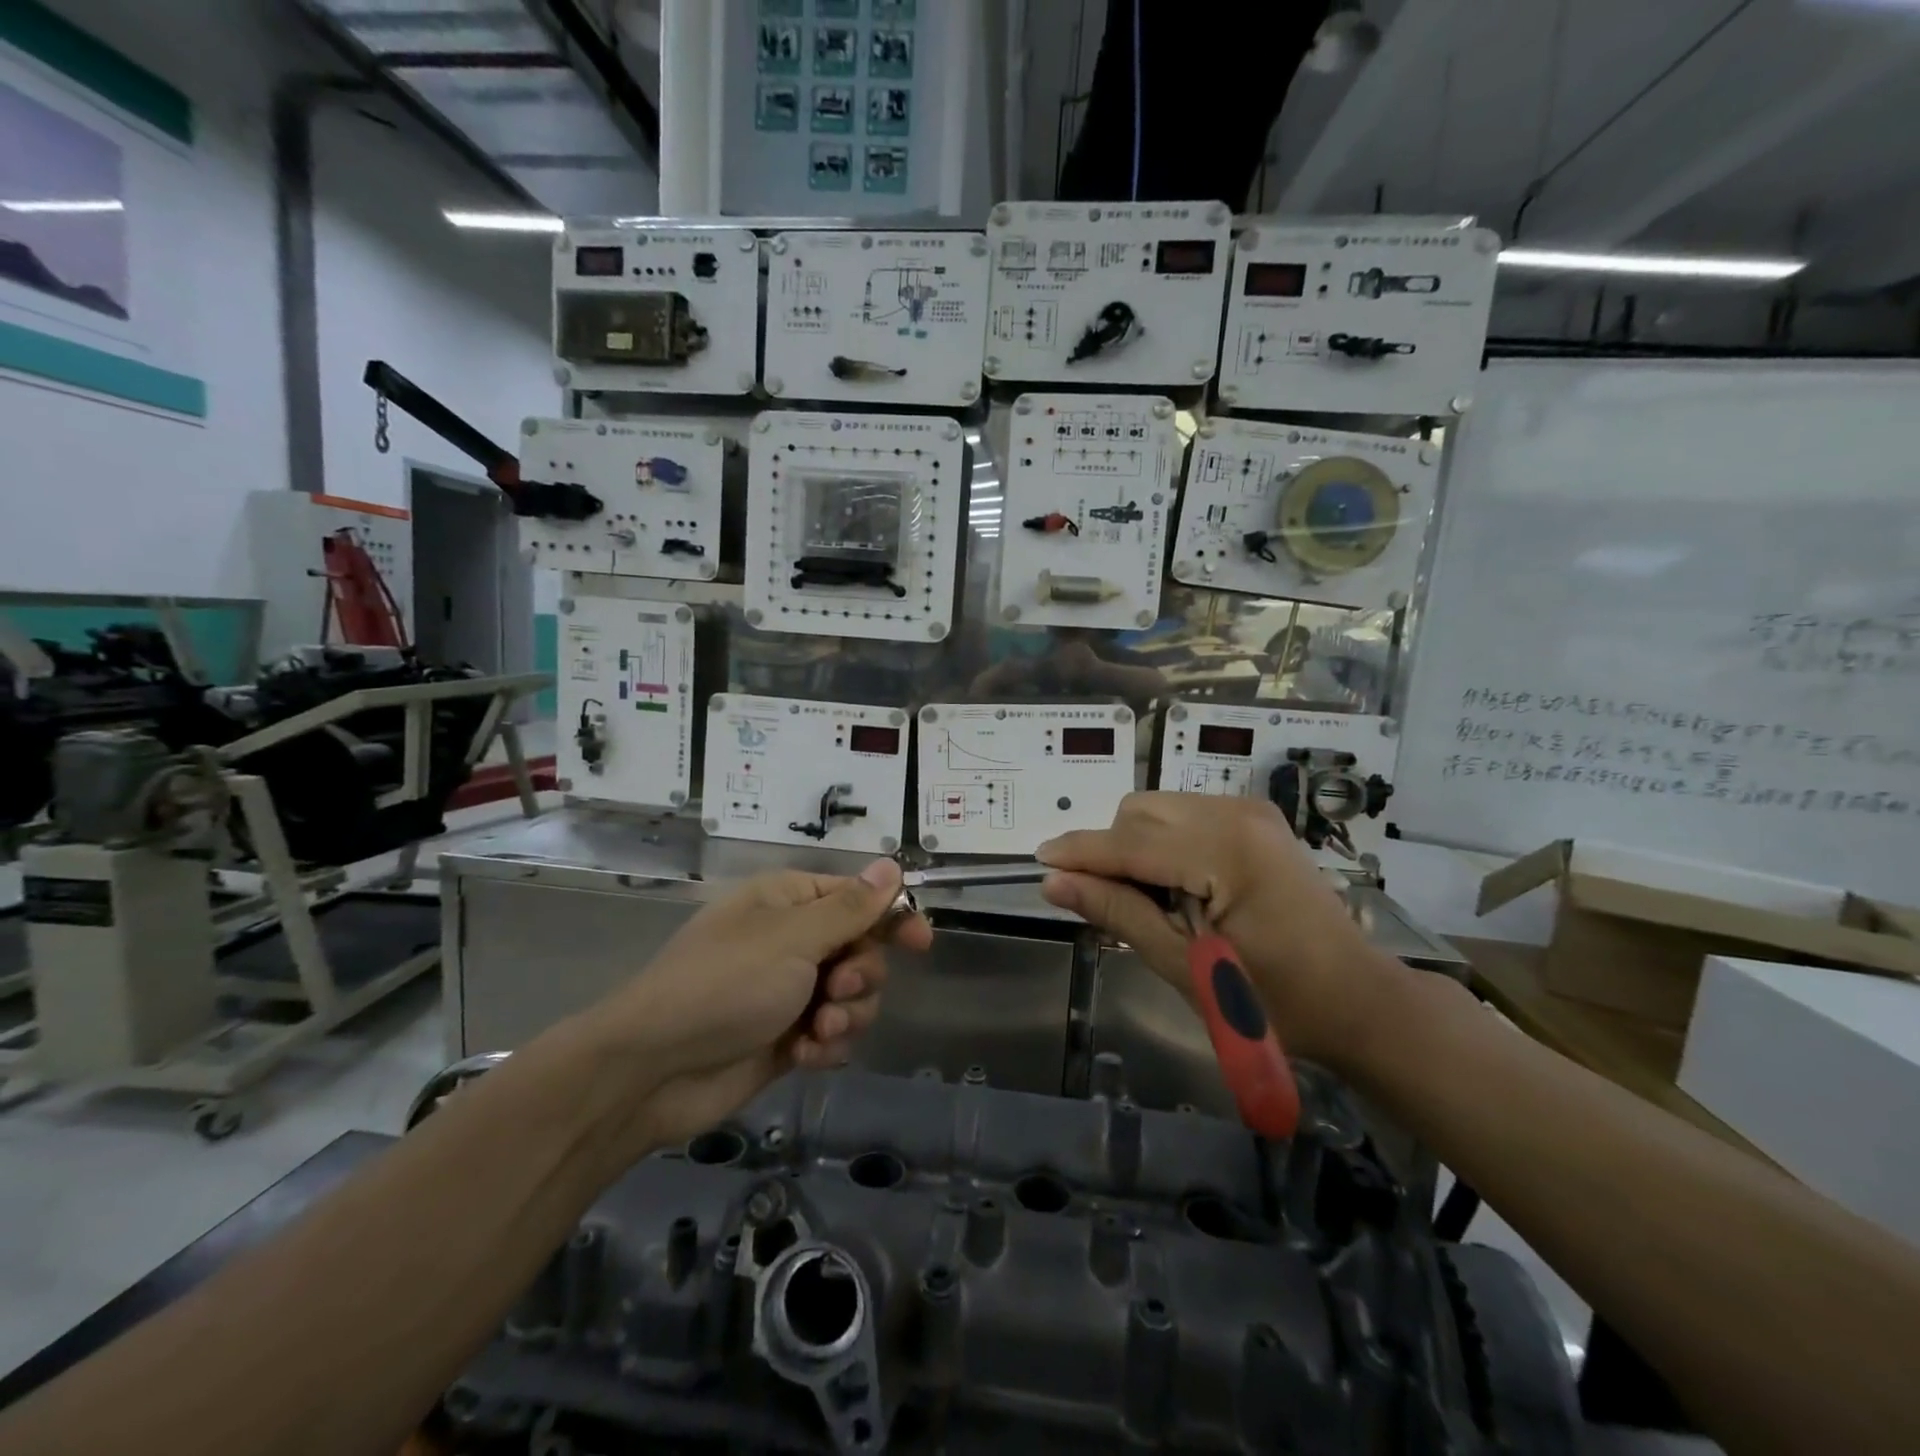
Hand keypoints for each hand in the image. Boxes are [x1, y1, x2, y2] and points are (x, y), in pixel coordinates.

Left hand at [600, 860, 931, 1149]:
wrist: (653, 1070)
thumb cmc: (725, 984)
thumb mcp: (792, 938)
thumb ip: (851, 907)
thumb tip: (891, 863)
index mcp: (790, 902)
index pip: (859, 897)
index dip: (892, 916)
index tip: (921, 942)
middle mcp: (793, 940)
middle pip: (863, 948)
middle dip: (861, 973)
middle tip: (837, 987)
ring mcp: (789, 991)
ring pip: (854, 995)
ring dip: (846, 1014)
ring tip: (817, 1031)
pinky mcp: (787, 1037)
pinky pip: (833, 1034)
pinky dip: (825, 1045)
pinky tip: (802, 1055)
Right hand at [1036, 792, 1399, 1068]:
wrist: (1357, 999)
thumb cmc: (1276, 1000)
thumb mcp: (1187, 966)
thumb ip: (1118, 914)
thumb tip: (1055, 883)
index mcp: (1225, 851)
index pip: (1129, 843)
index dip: (1079, 853)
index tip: (1038, 863)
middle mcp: (1236, 814)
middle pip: (1138, 813)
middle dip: (1110, 851)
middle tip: (1109, 904)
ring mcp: (1248, 811)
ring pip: (1156, 809)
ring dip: (1134, 845)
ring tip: (1149, 900)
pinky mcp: (1254, 819)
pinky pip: (1182, 815)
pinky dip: (1161, 842)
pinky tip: (1175, 885)